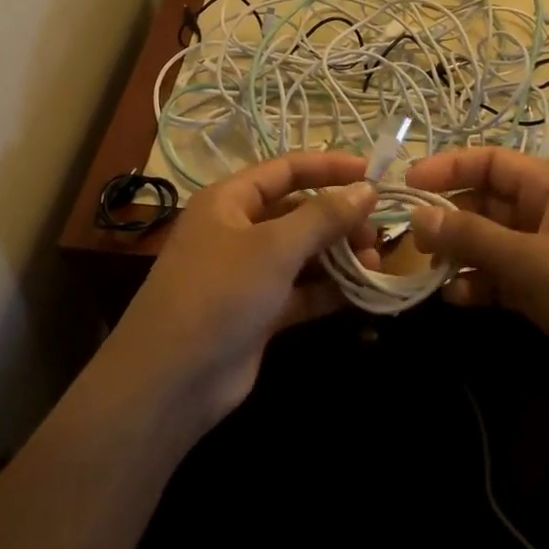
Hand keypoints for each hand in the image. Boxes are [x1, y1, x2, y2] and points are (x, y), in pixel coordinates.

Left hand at [101, 153, 379, 431]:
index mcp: (229, 200)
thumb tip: (368, 189)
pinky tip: (362, 292)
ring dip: (338, 255)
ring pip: (302, 253)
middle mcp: (237, 230)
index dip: (329, 168)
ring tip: (375, 264)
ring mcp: (246, 274)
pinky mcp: (257, 313)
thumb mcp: (274, 247)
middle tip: (377, 235)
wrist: (171, 381)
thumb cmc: (220, 293)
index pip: (286, 170)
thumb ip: (324, 216)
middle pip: (297, 212)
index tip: (374, 174)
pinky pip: (300, 291)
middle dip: (339, 219)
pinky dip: (328, 290)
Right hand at [405, 148, 548, 421]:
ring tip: (427, 269)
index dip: (448, 167)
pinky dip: (479, 284)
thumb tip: (417, 215)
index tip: (406, 184)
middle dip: (448, 216)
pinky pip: (503, 277)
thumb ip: (470, 236)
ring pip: (491, 242)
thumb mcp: (531, 261)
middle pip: (487, 202)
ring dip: (460, 253)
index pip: (491, 161)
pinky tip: (456, 299)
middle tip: (407, 235)